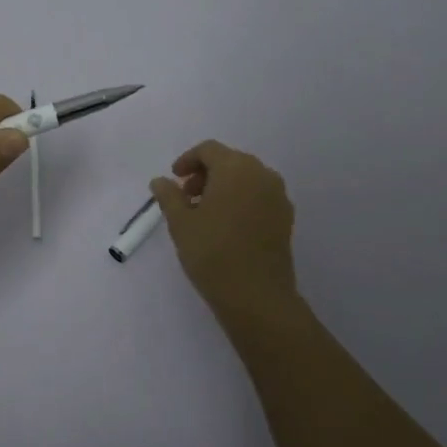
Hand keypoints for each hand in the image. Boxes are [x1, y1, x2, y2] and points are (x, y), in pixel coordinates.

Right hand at [151, 140, 302, 329]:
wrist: (257, 297)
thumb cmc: (213, 253)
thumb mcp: (180, 223)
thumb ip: (169, 196)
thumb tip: (160, 180)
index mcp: (236, 168)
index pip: (209, 150)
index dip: (188, 160)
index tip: (174, 179)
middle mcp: (262, 174)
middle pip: (230, 161)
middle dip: (205, 173)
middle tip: (186, 197)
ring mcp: (278, 196)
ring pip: (246, 179)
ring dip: (223, 187)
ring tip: (204, 213)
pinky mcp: (285, 218)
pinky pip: (259, 196)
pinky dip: (241, 200)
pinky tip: (226, 225)